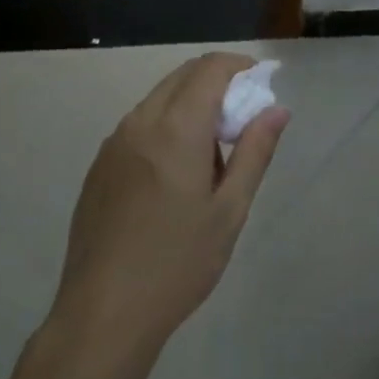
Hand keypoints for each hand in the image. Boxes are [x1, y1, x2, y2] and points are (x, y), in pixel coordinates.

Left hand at [49, 53, 289, 361]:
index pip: (210, 69)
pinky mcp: (100, 164)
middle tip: (242, 119)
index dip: (239, 66)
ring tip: (212, 155)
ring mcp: (114, 142)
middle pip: (183, 76)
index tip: (261, 83)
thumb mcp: (229, 210)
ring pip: (159, 98)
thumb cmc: (178, 263)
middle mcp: (140, 122)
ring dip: (191, 104)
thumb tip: (277, 109)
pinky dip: (166, 124)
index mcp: (176, 128)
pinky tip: (175, 174)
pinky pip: (139, 124)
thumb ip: (254, 151)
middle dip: (217, 82)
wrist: (103, 313)